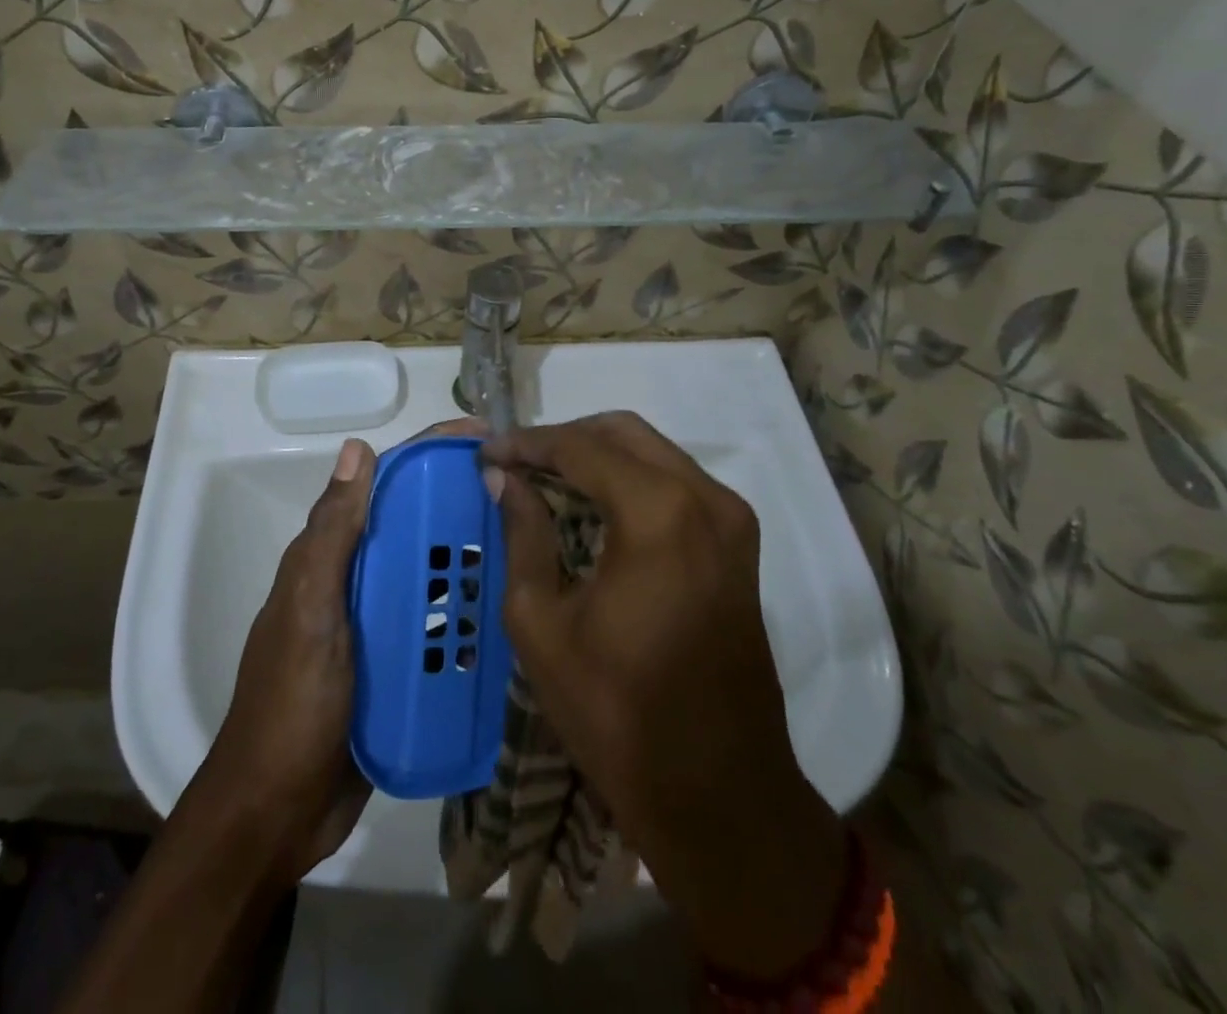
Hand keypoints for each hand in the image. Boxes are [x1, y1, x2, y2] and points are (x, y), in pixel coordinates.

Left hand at [200, 419, 484, 880]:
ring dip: (468, 558)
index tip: (483, 438)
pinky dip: (465, 612)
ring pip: (428, 574)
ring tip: (528, 548)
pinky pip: (435, 625)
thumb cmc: (292, 703)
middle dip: (458, 503)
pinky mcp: (395, 667)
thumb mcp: (310, 610)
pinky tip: (507, 613)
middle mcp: (353, 581)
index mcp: (329, 557)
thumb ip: (332, 534)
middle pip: (412, 526)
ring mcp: (375, 625)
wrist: (276, 812)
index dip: (428, 455)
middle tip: (523, 497)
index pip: (383, 486)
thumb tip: (359, 447)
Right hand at [484, 412, 848, 978]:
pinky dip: (630, 479)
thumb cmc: (617, 713)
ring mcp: (732, 518)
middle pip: (622, 433)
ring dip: (598, 455)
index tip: (486, 453)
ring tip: (546, 481)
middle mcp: (705, 498)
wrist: (720, 794)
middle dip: (564, 439)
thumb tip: (502, 478)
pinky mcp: (739, 544)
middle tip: (516, 464)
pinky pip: (676, 482)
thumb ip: (522, 534)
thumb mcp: (541, 623)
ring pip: (653, 451)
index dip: (527, 444)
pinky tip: (593, 506)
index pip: (580, 447)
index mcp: (658, 513)